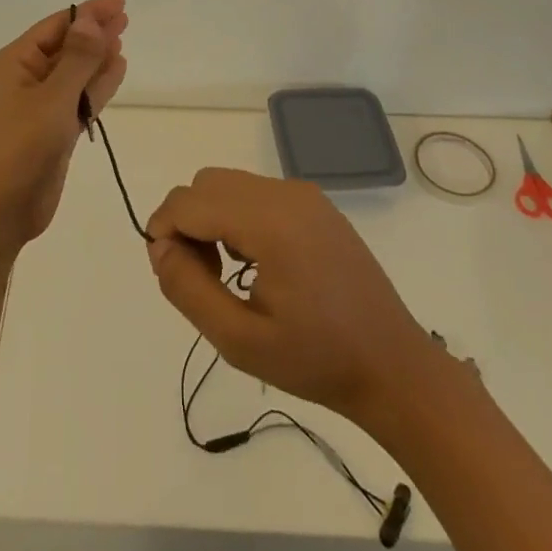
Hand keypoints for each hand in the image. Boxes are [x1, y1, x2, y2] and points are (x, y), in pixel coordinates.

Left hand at [0, 0, 128, 259]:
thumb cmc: (19, 149)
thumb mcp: (52, 99)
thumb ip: (77, 59)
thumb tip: (93, 19)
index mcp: (16, 62)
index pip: (57, 25)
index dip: (89, 12)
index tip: (119, 1)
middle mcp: (27, 78)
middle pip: (67, 46)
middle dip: (94, 31)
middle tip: (126, 17)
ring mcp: (40, 106)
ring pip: (75, 72)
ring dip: (97, 57)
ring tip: (122, 40)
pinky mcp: (53, 130)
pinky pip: (79, 98)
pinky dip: (97, 85)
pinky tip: (116, 71)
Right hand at [146, 168, 434, 426]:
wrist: (392, 366)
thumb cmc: (316, 361)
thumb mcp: (239, 340)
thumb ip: (188, 289)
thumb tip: (159, 247)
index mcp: (269, 221)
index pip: (189, 202)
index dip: (163, 231)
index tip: (168, 274)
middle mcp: (285, 193)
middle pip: (207, 184)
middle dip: (186, 223)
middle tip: (199, 279)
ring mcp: (303, 194)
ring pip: (230, 185)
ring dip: (211, 219)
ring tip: (225, 275)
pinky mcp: (315, 204)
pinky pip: (256, 193)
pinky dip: (237, 216)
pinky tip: (254, 264)